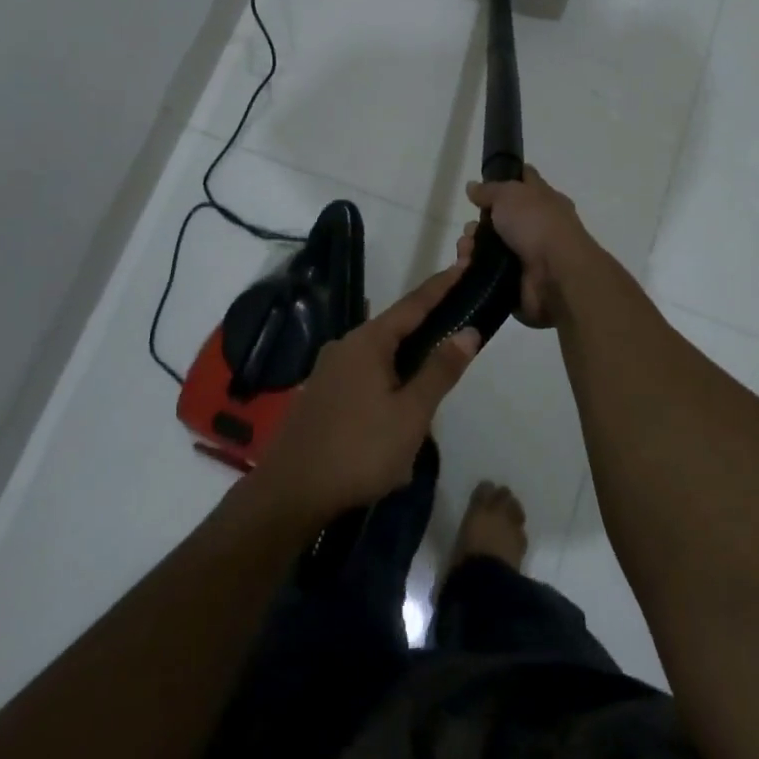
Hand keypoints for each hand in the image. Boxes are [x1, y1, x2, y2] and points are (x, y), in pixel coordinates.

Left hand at [253, 266, 480, 523]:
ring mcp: (329, 370)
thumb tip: (468, 331)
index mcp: (368, 341)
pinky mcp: (321, 394)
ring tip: (432, 386)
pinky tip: (396, 413)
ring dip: (407, 364)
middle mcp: (345, 345)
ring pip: (380, 357)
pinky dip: (387, 382)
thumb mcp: (411, 414)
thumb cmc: (358, 450)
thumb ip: (440, 370)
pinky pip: (364, 376)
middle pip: (396, 328)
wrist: (289, 495)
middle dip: (427, 330)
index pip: (414, 303)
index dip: (442, 285)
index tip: (465, 264)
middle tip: (459, 331)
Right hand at [457, 165, 595, 328]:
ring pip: (489, 248)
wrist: (555, 275)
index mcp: (544, 201)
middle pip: (499, 220)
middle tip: (471, 230)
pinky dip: (474, 270)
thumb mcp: (510, 194)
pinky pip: (487, 273)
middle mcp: (537, 227)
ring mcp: (527, 257)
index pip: (524, 182)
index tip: (481, 184)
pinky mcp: (516, 283)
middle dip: (477, 224)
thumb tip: (473, 187)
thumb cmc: (537, 224)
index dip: (504, 178)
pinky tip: (466, 267)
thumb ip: (489, 190)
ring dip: (471, 247)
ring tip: (465, 252)